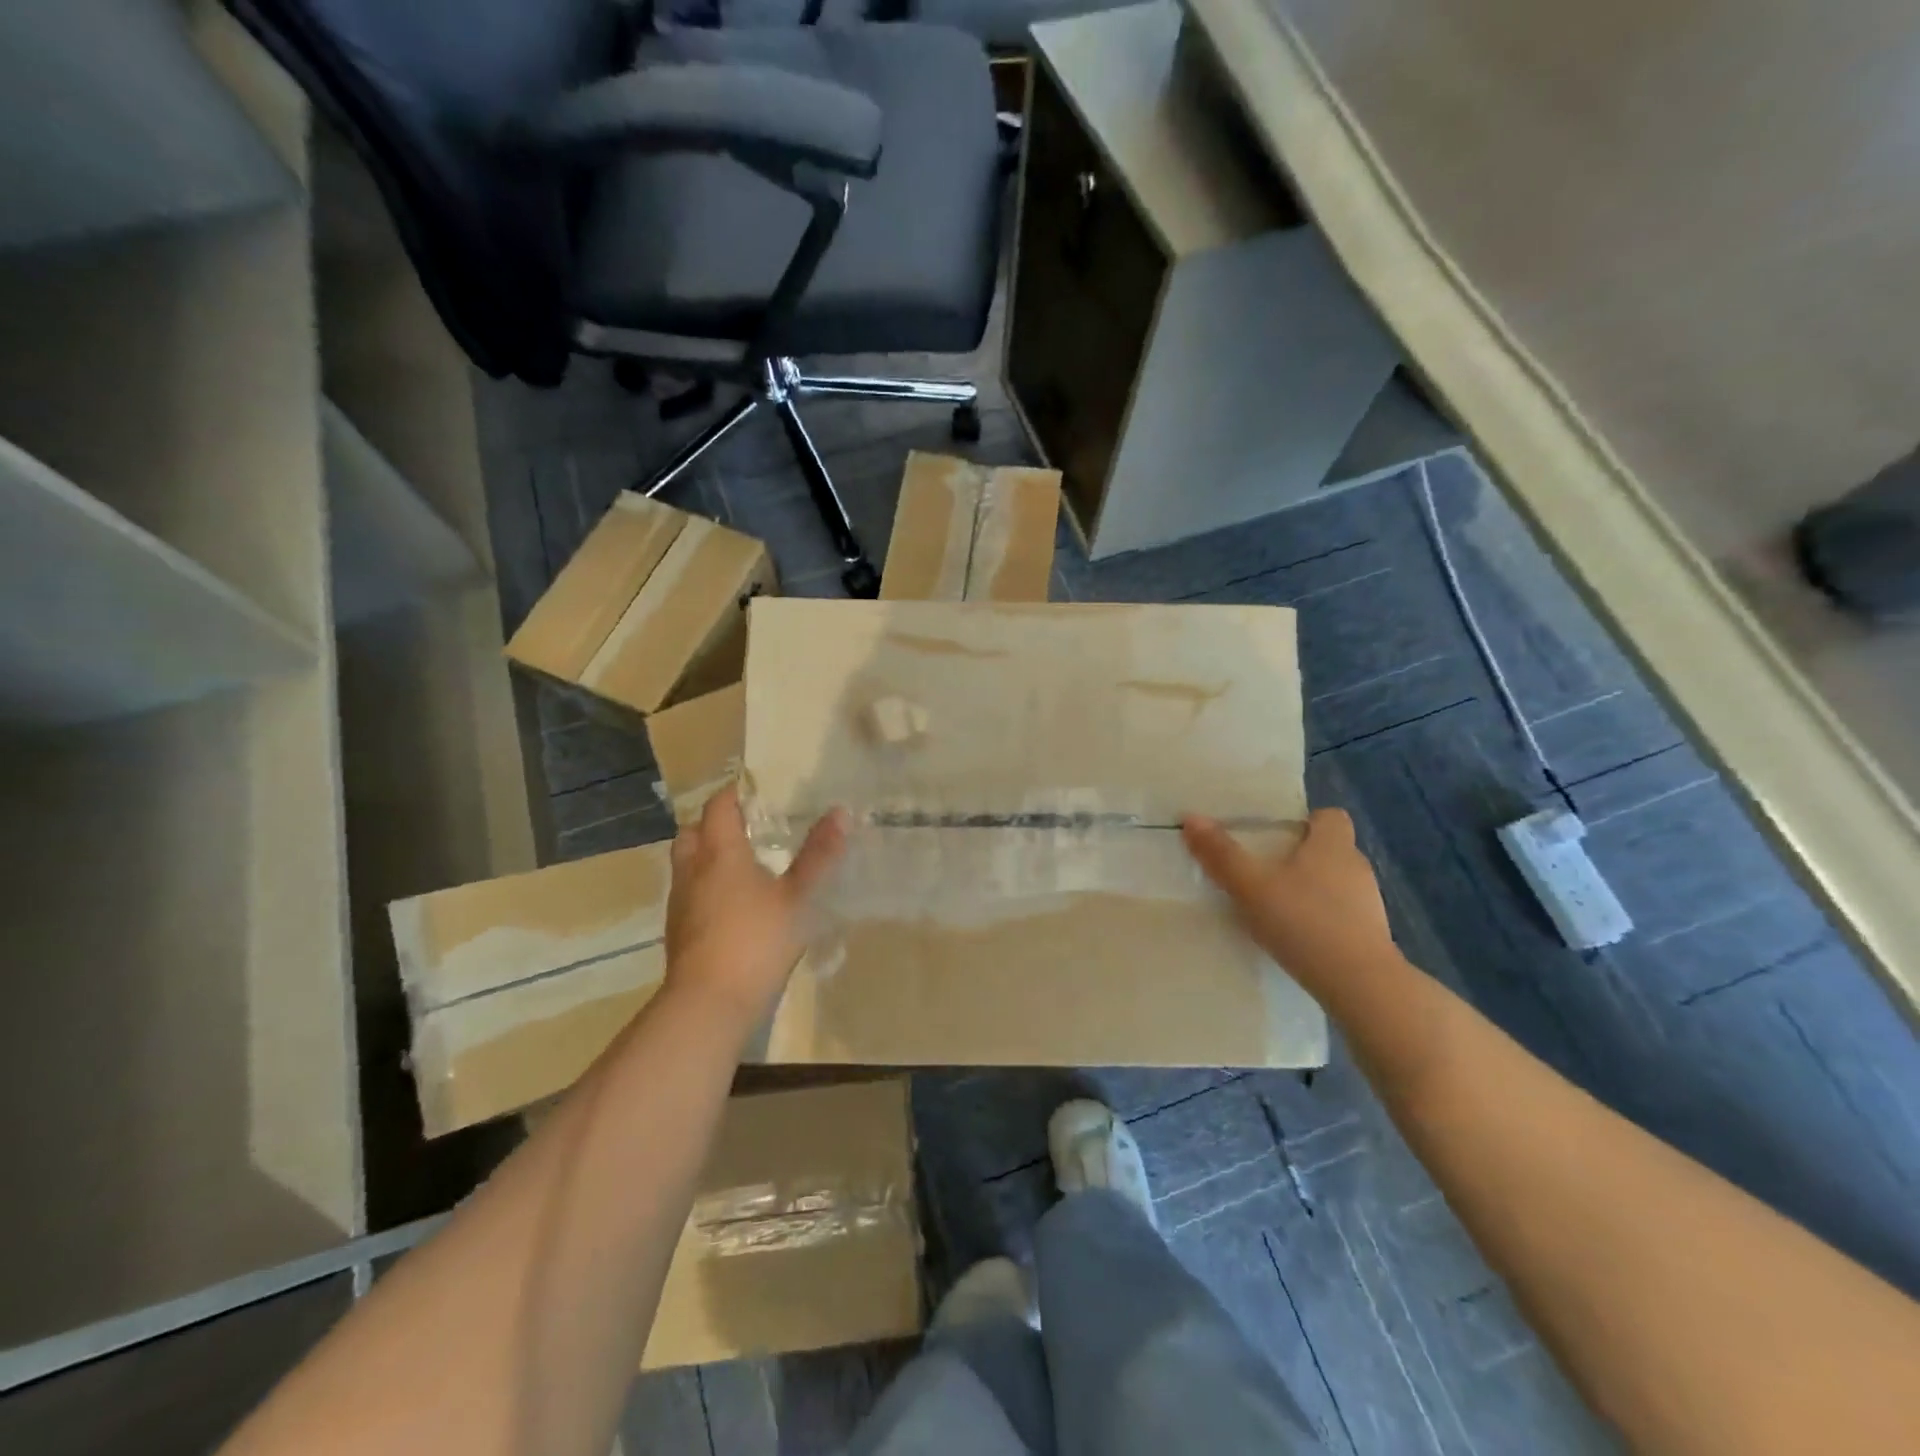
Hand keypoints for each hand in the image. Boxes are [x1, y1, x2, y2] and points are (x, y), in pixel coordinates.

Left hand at [664, 787, 847, 1026]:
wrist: (709, 1002)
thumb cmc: (756, 940)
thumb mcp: (797, 897)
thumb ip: (818, 855)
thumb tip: (840, 812)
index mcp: (720, 853)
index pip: (719, 807)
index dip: (734, 793)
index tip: (756, 789)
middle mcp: (693, 869)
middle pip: (693, 831)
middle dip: (714, 822)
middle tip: (746, 825)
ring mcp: (681, 901)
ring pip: (686, 862)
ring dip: (706, 853)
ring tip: (740, 861)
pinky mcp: (678, 929)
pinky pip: (688, 890)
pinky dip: (704, 883)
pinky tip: (730, 901)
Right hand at [1182, 808, 1398, 998]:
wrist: (1360, 985)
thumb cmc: (1305, 921)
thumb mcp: (1251, 886)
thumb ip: (1221, 854)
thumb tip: (1191, 817)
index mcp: (1332, 845)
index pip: (1329, 816)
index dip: (1305, 821)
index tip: (1276, 836)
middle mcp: (1356, 867)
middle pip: (1330, 850)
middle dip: (1300, 857)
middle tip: (1263, 871)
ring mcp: (1369, 904)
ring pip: (1336, 884)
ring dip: (1311, 891)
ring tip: (1277, 908)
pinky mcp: (1371, 937)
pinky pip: (1342, 916)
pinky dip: (1322, 920)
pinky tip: (1297, 939)